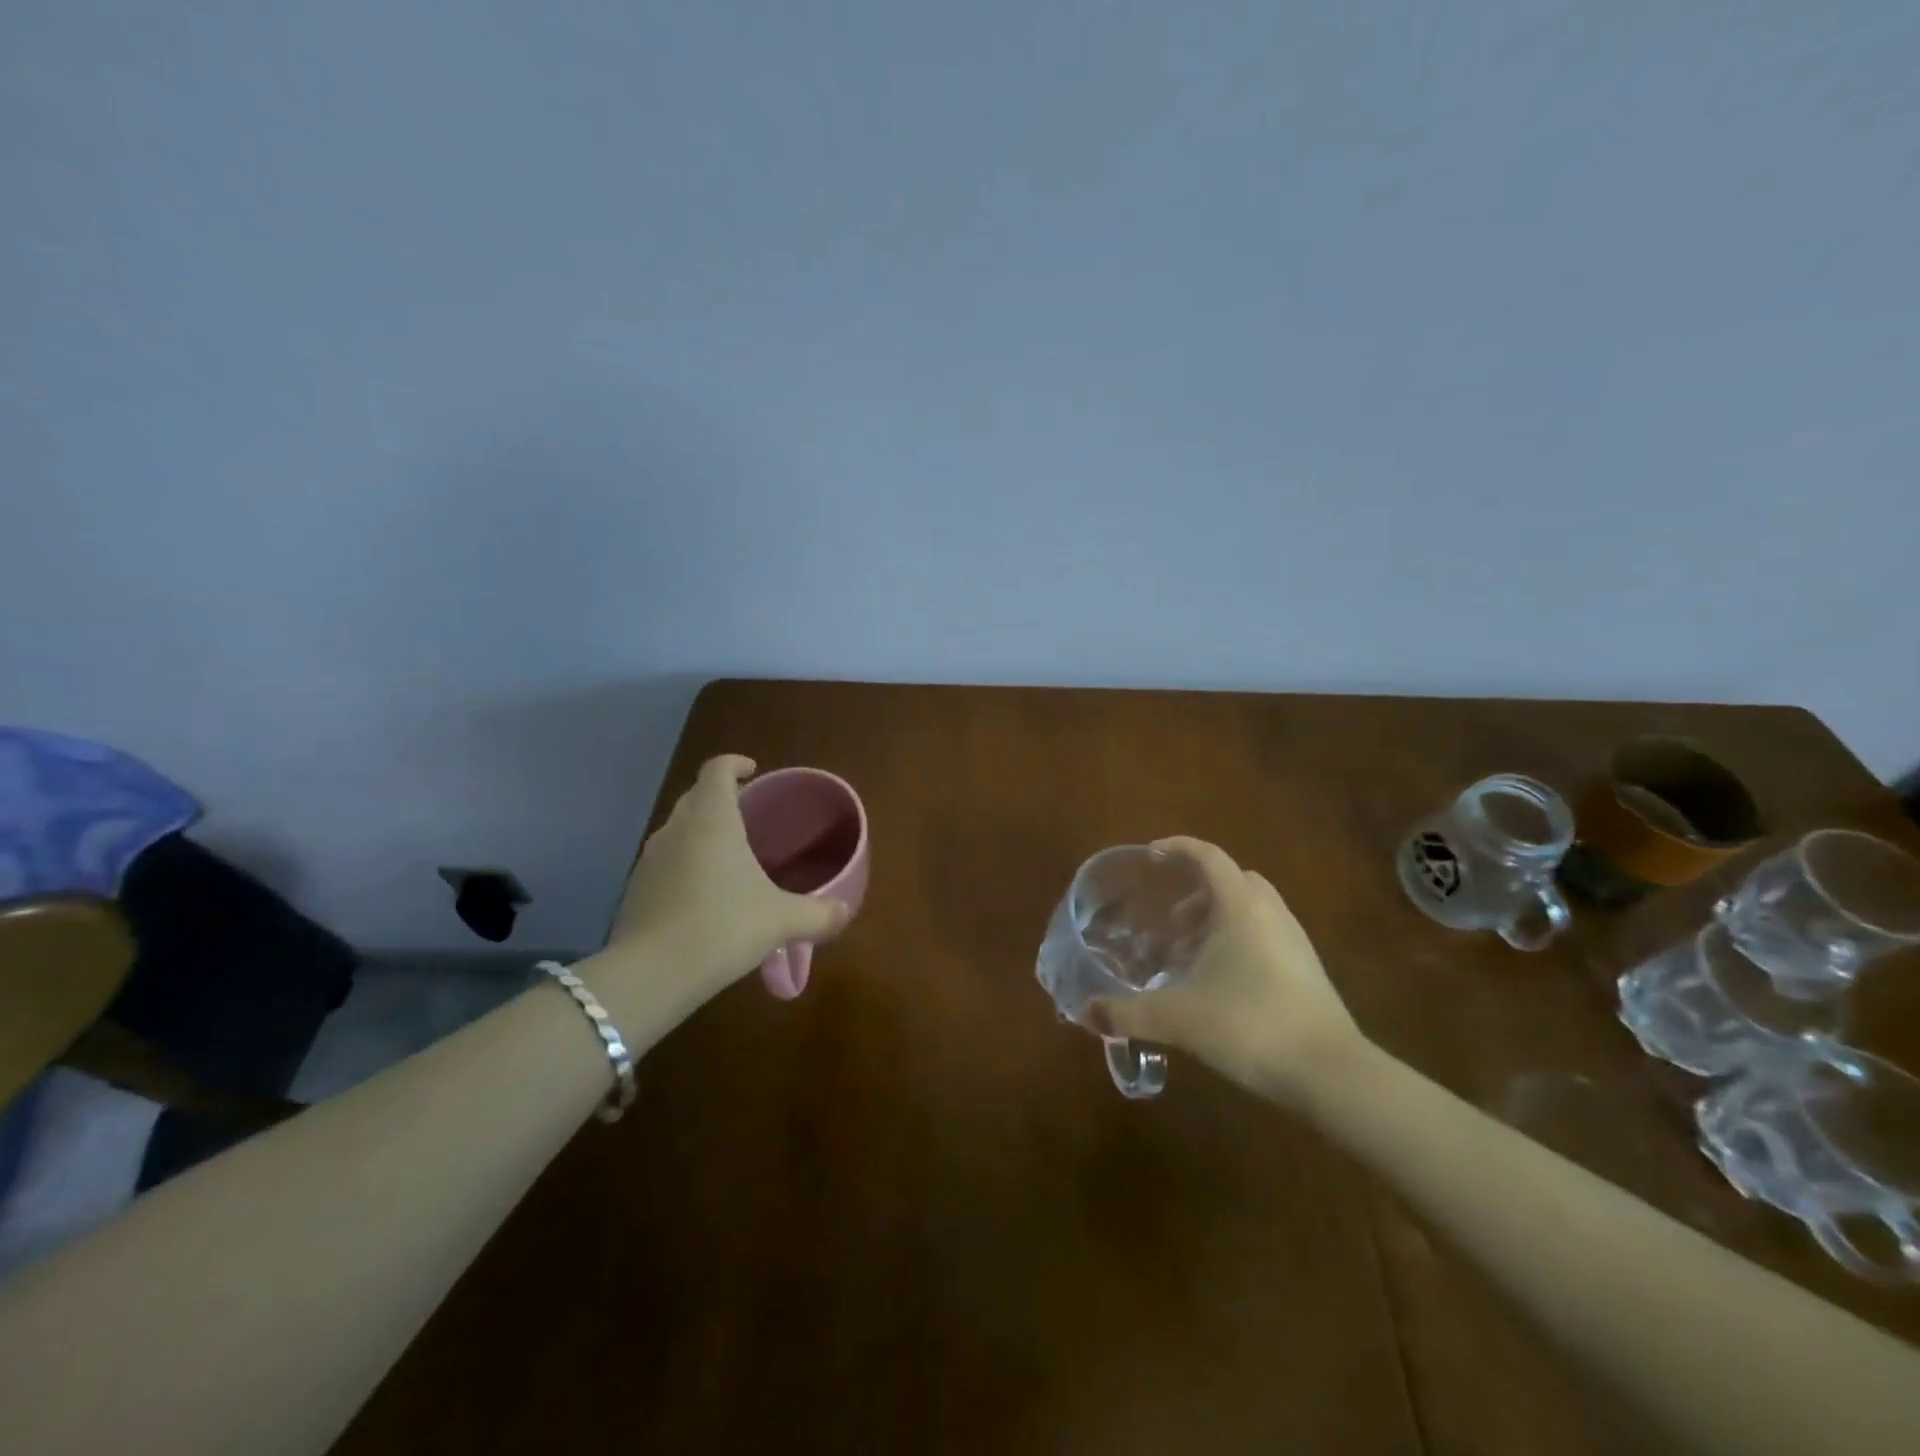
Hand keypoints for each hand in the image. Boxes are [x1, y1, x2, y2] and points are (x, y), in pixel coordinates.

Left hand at [602, 755, 846, 1006]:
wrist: (652, 974)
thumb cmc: (723, 927)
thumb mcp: (782, 920)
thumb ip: (818, 913)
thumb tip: (844, 911)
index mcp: (712, 819)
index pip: (717, 769)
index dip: (734, 764)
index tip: (752, 772)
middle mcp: (677, 829)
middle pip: (695, 796)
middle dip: (720, 797)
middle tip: (748, 814)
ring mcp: (650, 859)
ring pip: (677, 829)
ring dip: (700, 832)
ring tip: (728, 855)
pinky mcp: (636, 889)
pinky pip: (665, 862)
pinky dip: (684, 864)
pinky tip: (704, 894)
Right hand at [1087, 837, 1364, 1103]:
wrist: (1330, 1073)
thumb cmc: (1248, 1024)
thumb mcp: (1177, 1018)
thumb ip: (1127, 1013)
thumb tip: (1085, 1014)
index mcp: (1240, 905)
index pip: (1207, 856)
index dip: (1178, 848)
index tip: (1151, 855)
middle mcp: (1270, 912)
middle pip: (1231, 881)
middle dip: (1196, 894)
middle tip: (1169, 923)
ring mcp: (1294, 940)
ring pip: (1250, 910)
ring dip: (1216, 921)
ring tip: (1188, 957)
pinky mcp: (1307, 970)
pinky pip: (1265, 936)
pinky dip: (1237, 944)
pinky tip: (1218, 984)